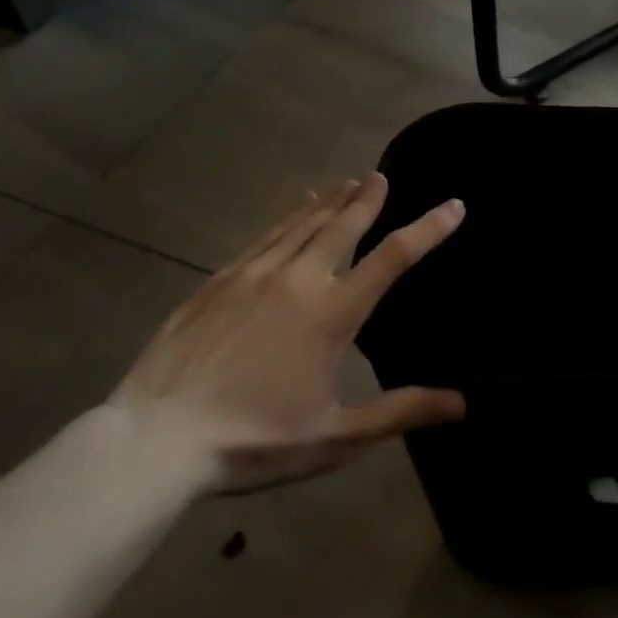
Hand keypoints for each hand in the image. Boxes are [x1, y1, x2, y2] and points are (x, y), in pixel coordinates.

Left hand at [108, 174, 466, 493]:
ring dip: (330, 201)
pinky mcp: (219, 281)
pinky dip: (289, 216)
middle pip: (343, 226)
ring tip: (348, 182)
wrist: (155, 441)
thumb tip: (462, 403)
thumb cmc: (253, 441)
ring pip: (303, 224)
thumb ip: (400, 412)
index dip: (430, 228)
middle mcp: (299, 280)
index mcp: (333, 314)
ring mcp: (254, 275)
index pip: (394, 257)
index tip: (454, 205)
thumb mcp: (335, 436)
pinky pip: (266, 236)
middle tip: (382, 176)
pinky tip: (295, 208)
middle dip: (368, 199)